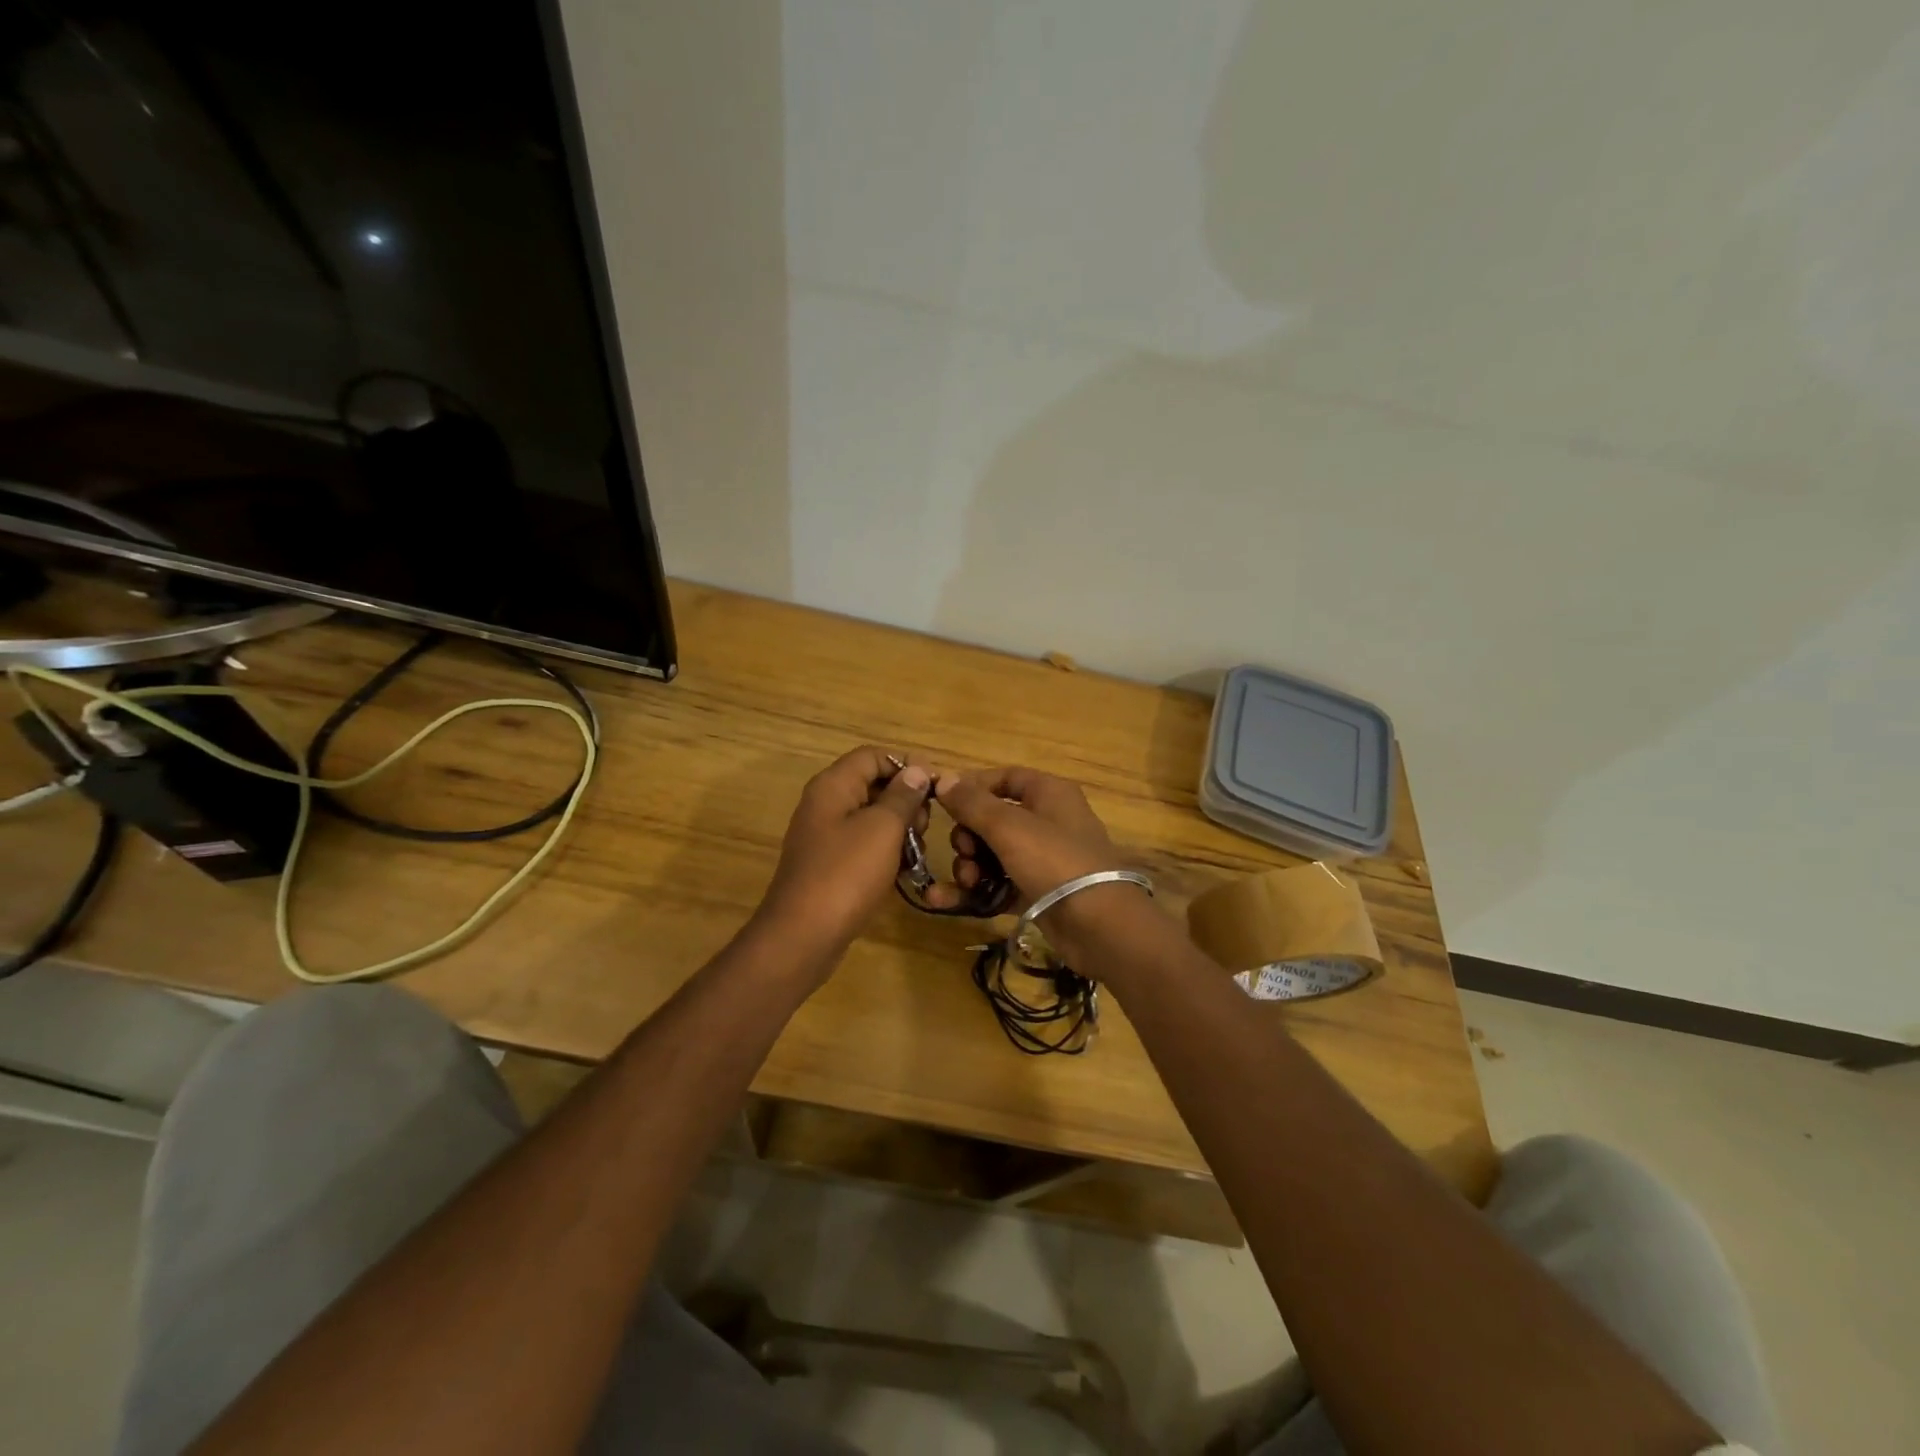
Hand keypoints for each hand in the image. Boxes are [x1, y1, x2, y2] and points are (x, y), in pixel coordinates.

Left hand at [756, 746, 931, 960]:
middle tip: (924, 827)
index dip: (906, 764)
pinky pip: (864, 845)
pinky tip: (903, 872)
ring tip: (916, 853)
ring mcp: (826, 836)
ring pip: (872, 817)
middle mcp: (826, 804)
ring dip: (900, 829)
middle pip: (873, 784)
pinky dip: (886, 852)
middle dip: (906, 801)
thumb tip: (917, 770)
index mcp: (833, 786)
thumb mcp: (883, 828)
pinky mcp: (830, 864)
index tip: (937, 787)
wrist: (803, 935)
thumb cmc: (846, 873)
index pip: (873, 755)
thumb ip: (903, 796)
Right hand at [934, 765, 1153, 969]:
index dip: (972, 787)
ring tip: (967, 881)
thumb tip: (942, 778)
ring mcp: (1043, 859)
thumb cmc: (1055, 861)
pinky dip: (975, 891)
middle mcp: (1048, 821)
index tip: (942, 802)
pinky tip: (943, 900)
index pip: (1005, 777)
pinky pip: (998, 884)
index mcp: (1049, 793)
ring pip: (993, 854)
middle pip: (994, 819)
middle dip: (968, 836)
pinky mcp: (1037, 892)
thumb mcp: (1009, 827)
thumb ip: (972, 803)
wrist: (1100, 926)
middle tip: (964, 852)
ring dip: (970, 866)